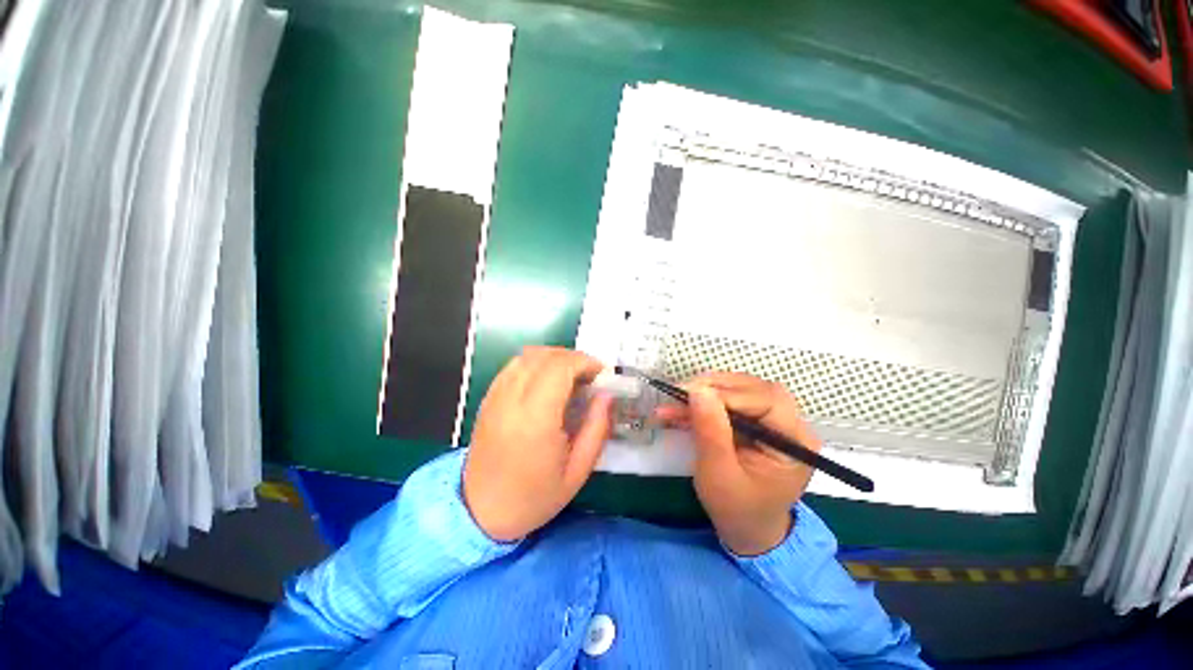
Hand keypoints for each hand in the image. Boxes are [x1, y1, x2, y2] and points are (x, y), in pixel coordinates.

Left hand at [463, 347, 612, 541]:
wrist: (481, 512)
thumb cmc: (534, 497)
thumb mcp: (578, 471)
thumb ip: (597, 428)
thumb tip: (606, 395)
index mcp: (536, 420)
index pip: (560, 367)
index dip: (584, 361)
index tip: (600, 373)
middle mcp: (512, 400)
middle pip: (544, 356)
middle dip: (572, 357)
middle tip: (589, 375)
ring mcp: (496, 397)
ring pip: (527, 356)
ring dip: (554, 357)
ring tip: (570, 376)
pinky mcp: (488, 398)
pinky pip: (514, 366)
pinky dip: (535, 363)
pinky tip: (546, 381)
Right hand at [657, 372, 820, 555]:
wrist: (746, 531)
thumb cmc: (737, 509)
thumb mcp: (719, 475)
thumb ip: (711, 432)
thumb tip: (698, 391)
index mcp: (794, 443)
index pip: (768, 400)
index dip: (730, 393)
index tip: (691, 394)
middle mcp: (789, 426)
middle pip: (754, 389)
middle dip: (715, 387)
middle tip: (681, 392)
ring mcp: (772, 422)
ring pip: (740, 390)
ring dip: (705, 392)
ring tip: (674, 400)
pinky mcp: (755, 422)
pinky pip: (730, 402)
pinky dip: (703, 403)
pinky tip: (680, 410)